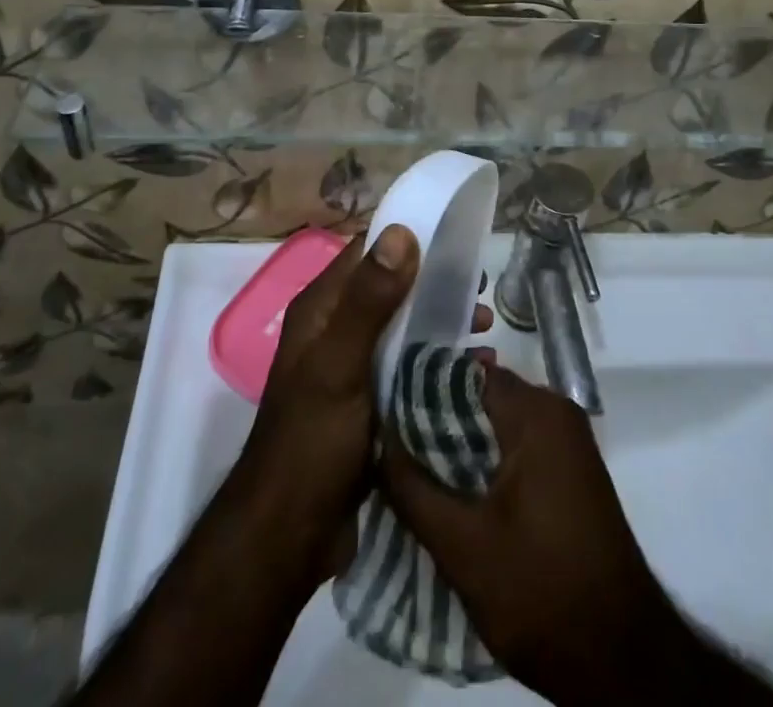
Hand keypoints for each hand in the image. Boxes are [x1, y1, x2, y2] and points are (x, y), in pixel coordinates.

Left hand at [237, 226, 491, 581]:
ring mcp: (357, 368)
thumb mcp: (339, 366)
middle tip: (480, 288)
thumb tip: (401, 232)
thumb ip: (369, 301)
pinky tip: (477, 373)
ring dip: (444, 324)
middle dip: (436, 284)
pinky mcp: (374, 403)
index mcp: (322, 309)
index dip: (410, 238)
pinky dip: (441, 362)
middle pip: (394, 289)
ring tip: (484, 331)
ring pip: (407, 328)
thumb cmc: (309, 443)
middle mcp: (338, 329)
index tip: (457, 235)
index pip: (368, 251)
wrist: (288, 540)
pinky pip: (412, 368)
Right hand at [379, 365, 686, 703]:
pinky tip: (452, 493)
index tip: (383, 411)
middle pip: (482, 397)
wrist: (620, 658)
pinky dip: (485, 462)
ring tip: (411, 471)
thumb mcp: (462, 546)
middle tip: (390, 446)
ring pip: (498, 424)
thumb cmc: (540, 591)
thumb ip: (414, 489)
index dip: (421, 389)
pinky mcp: (570, 472)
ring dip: (459, 445)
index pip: (466, 373)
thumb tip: (378, 441)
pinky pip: (517, 447)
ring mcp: (568, 442)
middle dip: (436, 421)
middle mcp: (556, 412)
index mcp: (536, 412)